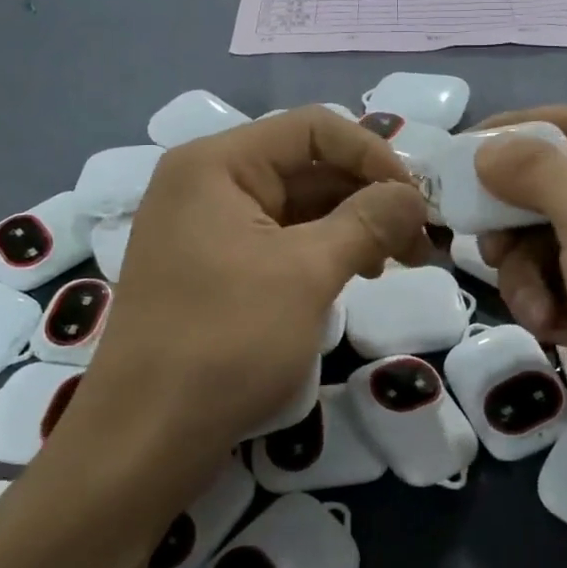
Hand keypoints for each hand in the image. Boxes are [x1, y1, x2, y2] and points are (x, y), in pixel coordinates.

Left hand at [65, 107, 428, 496]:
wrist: (145, 440)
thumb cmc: (225, 342)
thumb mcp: (306, 273)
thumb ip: (367, 221)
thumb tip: (414, 195)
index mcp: (218, 164)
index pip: (313, 127)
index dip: (373, 154)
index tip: (417, 200)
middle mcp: (209, 184)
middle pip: (308, 166)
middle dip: (370, 195)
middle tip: (422, 238)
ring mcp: (210, 229)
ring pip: (300, 206)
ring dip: (355, 225)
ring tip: (402, 260)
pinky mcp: (217, 269)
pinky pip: (283, 241)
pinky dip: (327, 251)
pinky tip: (362, 273)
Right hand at [474, 107, 566, 515]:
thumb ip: (534, 172)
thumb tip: (487, 148)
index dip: (513, 133)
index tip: (456, 152)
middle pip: (548, 187)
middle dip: (514, 218)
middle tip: (485, 239)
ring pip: (539, 242)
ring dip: (526, 272)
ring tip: (536, 303)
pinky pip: (549, 284)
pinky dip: (544, 303)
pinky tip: (555, 329)